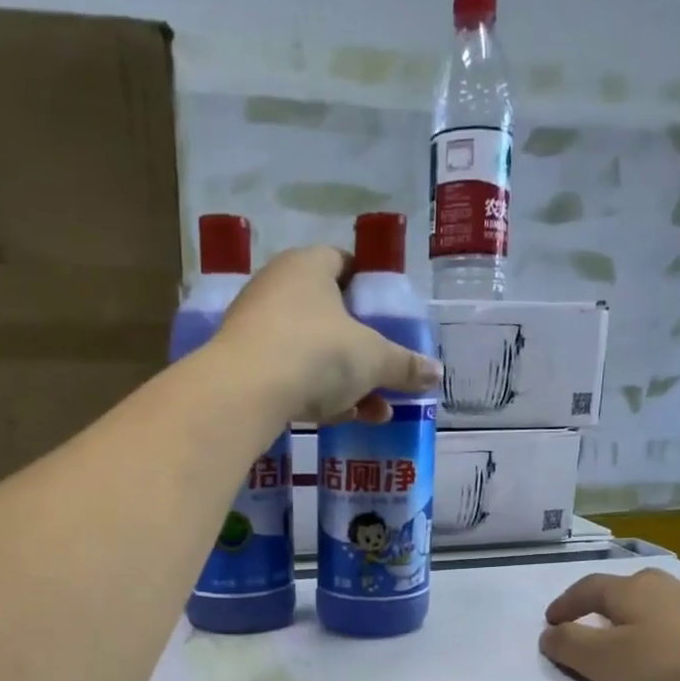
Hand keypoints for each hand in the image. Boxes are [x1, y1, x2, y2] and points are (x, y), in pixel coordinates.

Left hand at [215, 246, 442, 423]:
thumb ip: (405, 365)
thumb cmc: (318, 353)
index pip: (343, 262)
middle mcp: (277, 287)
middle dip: (361, 347)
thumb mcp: (374, 359)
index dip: (367, 286)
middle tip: (385, 371)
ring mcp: (256, 327)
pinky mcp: (243, 366)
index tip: (386, 315)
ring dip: (345, 380)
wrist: (245, 392)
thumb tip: (436, 374)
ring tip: (377, 410)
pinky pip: (290, 374)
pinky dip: (317, 394)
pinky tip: (342, 419)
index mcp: (309, 266)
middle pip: (329, 313)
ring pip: (311, 350)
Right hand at [539, 568, 679, 680]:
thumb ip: (570, 646)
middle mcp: (672, 588)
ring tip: (645, 639)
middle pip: (632, 587)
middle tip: (598, 624)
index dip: (566, 603)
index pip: (588, 588)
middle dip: (609, 604)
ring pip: (670, 601)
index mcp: (633, 592)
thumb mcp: (606, 664)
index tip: (551, 621)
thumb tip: (549, 632)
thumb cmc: (675, 671)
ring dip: (649, 616)